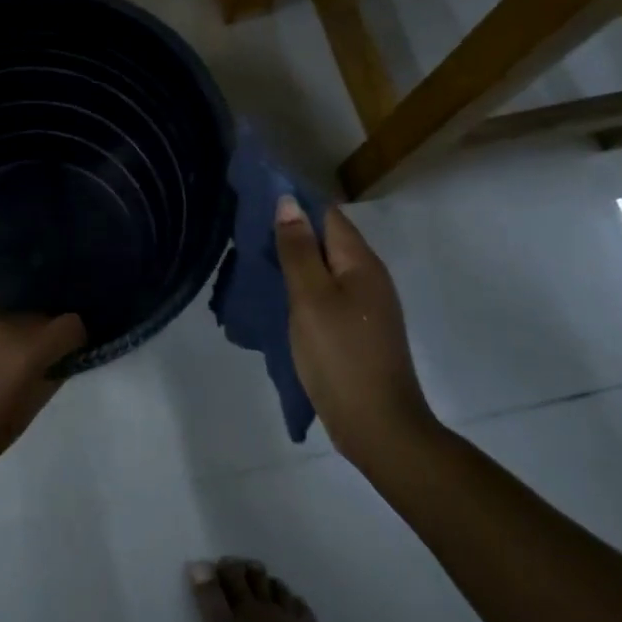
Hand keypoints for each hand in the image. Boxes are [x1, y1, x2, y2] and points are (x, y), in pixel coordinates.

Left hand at [0, 310, 85, 490]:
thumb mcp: (24, 415)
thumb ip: (48, 380)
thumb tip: (59, 361)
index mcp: (25, 347)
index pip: (69, 324)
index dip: (72, 342)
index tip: (64, 359)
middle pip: (37, 318)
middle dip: (40, 339)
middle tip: (28, 370)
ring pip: (6, 317)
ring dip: (9, 336)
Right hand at [274, 195, 436, 466]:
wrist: (377, 424)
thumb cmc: (340, 354)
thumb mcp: (311, 297)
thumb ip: (298, 249)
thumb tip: (288, 201)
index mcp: (361, 262)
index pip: (327, 214)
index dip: (294, 201)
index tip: (255, 196)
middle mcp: (368, 277)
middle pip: (327, 239)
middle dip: (290, 230)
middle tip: (244, 228)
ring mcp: (364, 305)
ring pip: (324, 267)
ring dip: (293, 259)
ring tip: (252, 257)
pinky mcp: (356, 328)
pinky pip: (325, 291)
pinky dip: (300, 285)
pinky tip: (276, 294)